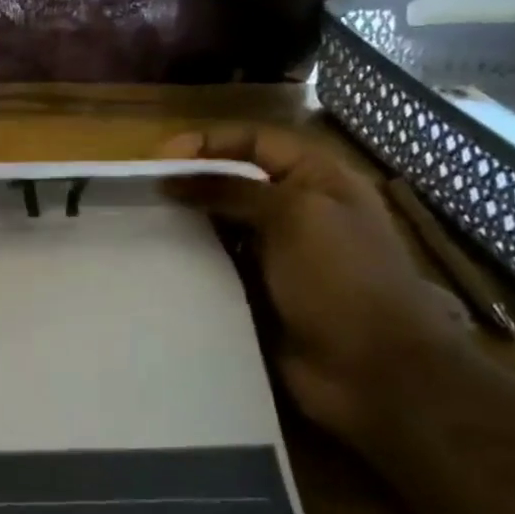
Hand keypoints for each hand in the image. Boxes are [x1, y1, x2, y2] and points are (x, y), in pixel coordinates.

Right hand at [162, 124, 465, 453]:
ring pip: (219, 225)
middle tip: (142, 192)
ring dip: (186, 222)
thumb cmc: (342, 279)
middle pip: (233, 181)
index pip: (256, 141)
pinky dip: (190, 260)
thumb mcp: (294, 216)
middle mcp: (296, 211)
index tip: (161, 158)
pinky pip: (215, 266)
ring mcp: (275, 254)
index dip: (211, 142)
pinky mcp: (255, 292)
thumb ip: (231, 190)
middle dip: (190, 182)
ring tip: (142, 224)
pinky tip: (159, 261)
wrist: (372, 372)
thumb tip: (171, 178)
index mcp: (317, 180)